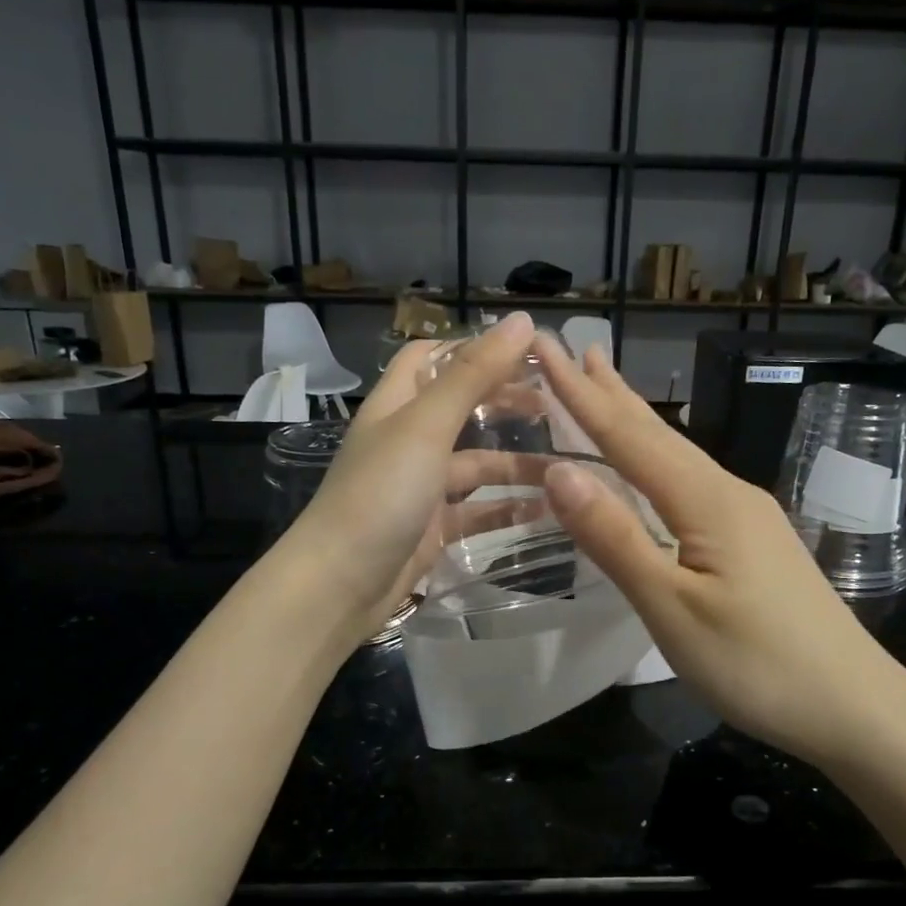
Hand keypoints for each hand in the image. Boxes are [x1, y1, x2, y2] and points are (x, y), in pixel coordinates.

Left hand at [282, 312, 542, 642]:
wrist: (339, 585)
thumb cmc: (380, 494)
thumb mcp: (427, 426)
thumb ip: (473, 375)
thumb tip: (523, 321)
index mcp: (397, 405)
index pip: (431, 358)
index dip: (473, 349)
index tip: (525, 352)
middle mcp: (407, 441)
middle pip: (461, 410)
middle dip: (505, 404)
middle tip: (557, 406)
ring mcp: (420, 488)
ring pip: (476, 465)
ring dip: (517, 464)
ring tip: (566, 466)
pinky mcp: (432, 529)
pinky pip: (477, 512)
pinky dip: (507, 509)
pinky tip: (546, 511)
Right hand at [533, 340, 905, 769]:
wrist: (854, 705)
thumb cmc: (756, 664)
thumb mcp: (672, 609)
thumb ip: (616, 538)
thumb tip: (560, 472)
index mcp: (705, 500)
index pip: (627, 437)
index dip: (579, 395)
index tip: (542, 348)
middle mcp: (727, 492)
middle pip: (657, 433)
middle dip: (609, 392)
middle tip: (571, 349)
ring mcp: (746, 515)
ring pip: (677, 455)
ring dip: (634, 419)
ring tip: (604, 386)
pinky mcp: (753, 541)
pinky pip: (690, 482)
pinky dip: (656, 459)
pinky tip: (652, 465)